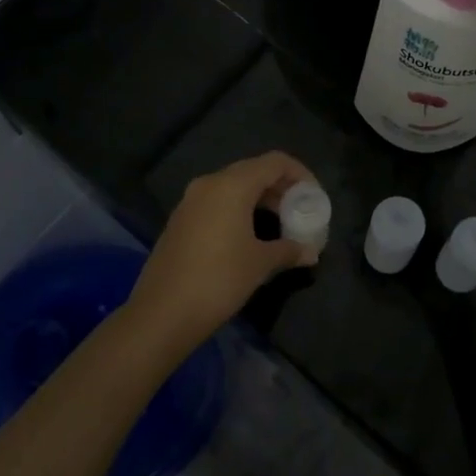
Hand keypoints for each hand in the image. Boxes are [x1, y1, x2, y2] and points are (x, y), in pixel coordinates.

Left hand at [127, 152, 317, 352]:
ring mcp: (190, 201)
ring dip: (259, 199)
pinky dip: (238, 209)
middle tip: (299, 211)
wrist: (161, 313)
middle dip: (280, 187)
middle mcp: (210, 183)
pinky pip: (217, 201)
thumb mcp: (260, 264)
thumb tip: (310, 252)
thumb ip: (289, 250)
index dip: (300, 173)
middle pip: (253, 170)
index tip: (313, 196)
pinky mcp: (180, 219)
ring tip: (279, 224)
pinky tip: (249, 236)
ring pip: (233, 186)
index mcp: (232, 185)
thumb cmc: (218, 280)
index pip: (274, 162)